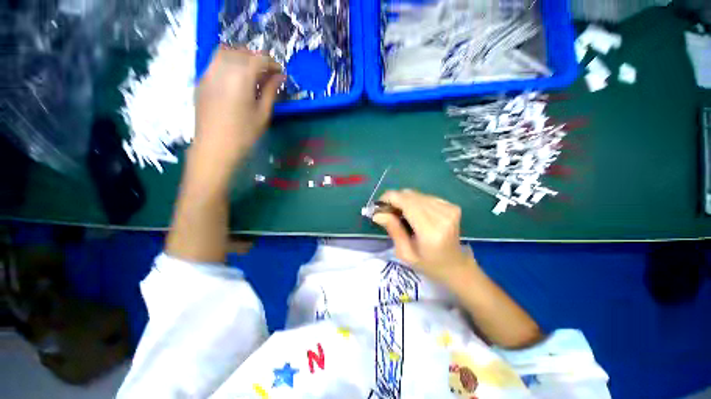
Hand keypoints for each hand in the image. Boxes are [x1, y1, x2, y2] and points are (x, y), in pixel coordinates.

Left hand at [194, 47, 284, 168]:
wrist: (215, 146)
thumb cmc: (244, 133)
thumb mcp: (263, 113)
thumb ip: (271, 91)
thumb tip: (280, 77)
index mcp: (241, 77)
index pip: (259, 59)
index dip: (272, 63)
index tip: (280, 73)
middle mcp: (223, 68)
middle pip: (242, 52)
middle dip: (258, 58)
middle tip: (268, 73)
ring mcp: (209, 72)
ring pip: (226, 52)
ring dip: (242, 57)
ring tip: (252, 72)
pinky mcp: (202, 80)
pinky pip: (215, 61)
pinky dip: (228, 62)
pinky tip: (236, 77)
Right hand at [372, 189, 475, 283]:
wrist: (456, 265)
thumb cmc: (429, 264)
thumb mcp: (405, 253)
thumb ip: (393, 230)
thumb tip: (377, 214)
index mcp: (431, 230)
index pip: (406, 202)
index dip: (389, 198)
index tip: (378, 206)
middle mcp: (442, 215)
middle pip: (410, 195)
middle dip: (394, 200)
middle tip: (387, 212)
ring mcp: (449, 208)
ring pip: (416, 194)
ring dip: (404, 201)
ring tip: (400, 214)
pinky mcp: (451, 205)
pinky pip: (425, 196)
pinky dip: (414, 202)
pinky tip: (413, 213)